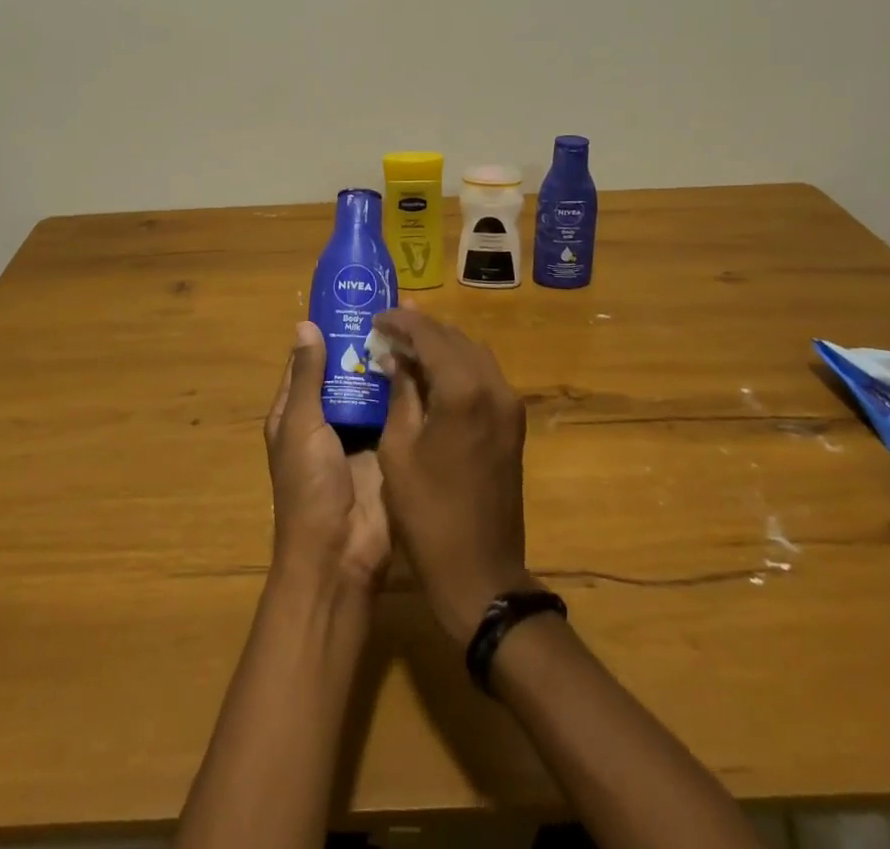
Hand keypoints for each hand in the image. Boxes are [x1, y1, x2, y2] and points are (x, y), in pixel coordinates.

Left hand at [265, 322, 389, 590]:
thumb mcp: (300, 426)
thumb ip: (307, 377)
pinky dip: (407, 388)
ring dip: (388, 363)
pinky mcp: (388, 446)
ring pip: (373, 388)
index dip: (326, 333)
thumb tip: (306, 324)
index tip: (352, 300)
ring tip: (415, 325)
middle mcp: (327, 418)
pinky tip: (428, 361)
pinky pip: (396, 410)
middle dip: (364, 344)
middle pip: (345, 372)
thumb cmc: (309, 486)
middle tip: (394, 307)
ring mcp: (360, 433)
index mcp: (296, 412)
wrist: (342, 553)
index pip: (309, 361)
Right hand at [373, 308, 534, 645]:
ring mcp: (509, 404)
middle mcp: (493, 386)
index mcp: (463, 390)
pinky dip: (457, 365)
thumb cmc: (427, 513)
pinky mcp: (513, 422)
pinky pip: (483, 376)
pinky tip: (432, 373)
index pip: (430, 335)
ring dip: (441, 345)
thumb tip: (396, 359)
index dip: (401, 322)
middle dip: (421, 329)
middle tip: (388, 327)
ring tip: (406, 344)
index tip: (376, 318)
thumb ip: (401, 394)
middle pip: (455, 338)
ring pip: (472, 354)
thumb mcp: (398, 449)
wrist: (480, 571)